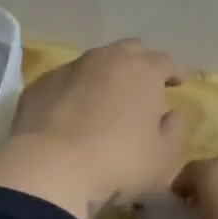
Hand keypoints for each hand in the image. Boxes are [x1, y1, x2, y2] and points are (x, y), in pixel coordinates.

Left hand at [0, 40, 187, 218]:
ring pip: (95, 62)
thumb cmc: (118, 162)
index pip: (165, 61)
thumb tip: (171, 114)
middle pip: (130, 50)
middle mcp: (106, 59)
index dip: (174, 72)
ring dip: (106, 75)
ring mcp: (70, 68)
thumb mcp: (163, 156)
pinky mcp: (40, 84)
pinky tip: (72, 112)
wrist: (50, 168)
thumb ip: (175, 130)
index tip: (177, 84)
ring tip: (107, 98)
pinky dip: (75, 90)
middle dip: (141, 63)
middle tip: (144, 85)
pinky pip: (65, 81)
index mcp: (143, 70)